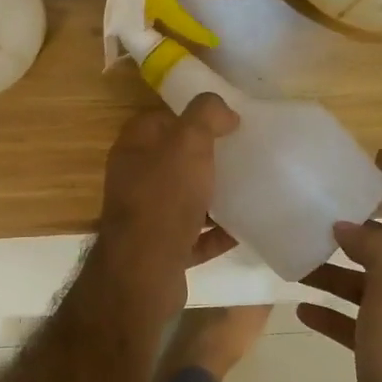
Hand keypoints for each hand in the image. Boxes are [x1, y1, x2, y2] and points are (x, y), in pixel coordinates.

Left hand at [91, 95, 239, 323]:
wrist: (145, 271)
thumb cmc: (164, 198)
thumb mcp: (187, 143)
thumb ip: (205, 116)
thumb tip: (224, 110)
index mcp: (134, 149)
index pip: (159, 121)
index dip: (189, 117)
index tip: (224, 122)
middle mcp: (134, 181)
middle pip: (173, 161)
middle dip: (205, 158)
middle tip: (240, 155)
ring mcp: (146, 218)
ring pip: (183, 199)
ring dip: (212, 196)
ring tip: (247, 189)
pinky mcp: (161, 251)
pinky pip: (193, 237)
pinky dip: (215, 234)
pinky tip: (242, 230)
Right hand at [299, 150, 381, 381]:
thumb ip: (378, 251)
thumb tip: (350, 224)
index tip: (377, 153)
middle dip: (356, 223)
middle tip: (317, 206)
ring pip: (364, 282)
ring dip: (334, 268)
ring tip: (296, 258)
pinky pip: (353, 319)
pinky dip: (330, 309)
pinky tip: (300, 307)